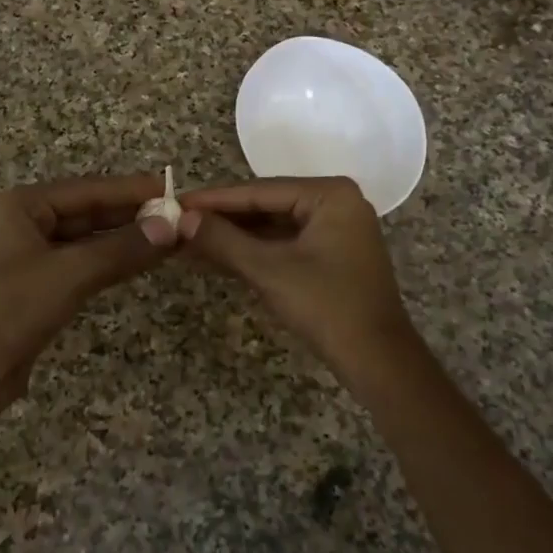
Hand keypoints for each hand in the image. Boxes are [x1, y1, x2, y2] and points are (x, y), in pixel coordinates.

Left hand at [0, 174, 178, 396]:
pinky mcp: (38, 283)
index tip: (173, 189)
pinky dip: (111, 260)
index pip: (88, 189)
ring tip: (168, 235)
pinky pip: (82, 261)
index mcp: (22, 205)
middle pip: (88, 210)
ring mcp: (30, 254)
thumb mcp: (72, 273)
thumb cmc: (14, 309)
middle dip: (131, 214)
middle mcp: (24, 221)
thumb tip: (172, 226)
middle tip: (178, 215)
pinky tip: (141, 260)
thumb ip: (123, 248)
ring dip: (125, 238)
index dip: (131, 190)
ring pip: (88, 237)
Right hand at [178, 176, 421, 380]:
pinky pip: (284, 244)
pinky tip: (216, 257)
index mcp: (330, 194)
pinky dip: (253, 252)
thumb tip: (181, 219)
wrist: (377, 361)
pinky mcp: (331, 255)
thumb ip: (223, 240)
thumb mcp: (268, 270)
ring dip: (233, 238)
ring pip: (272, 227)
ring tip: (187, 241)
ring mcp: (335, 229)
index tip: (175, 202)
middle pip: (266, 205)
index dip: (214, 200)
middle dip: (222, 220)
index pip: (259, 191)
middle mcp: (336, 202)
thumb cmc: (326, 306)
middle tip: (176, 222)